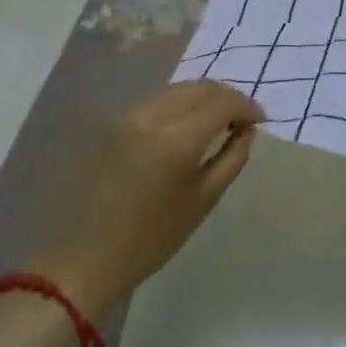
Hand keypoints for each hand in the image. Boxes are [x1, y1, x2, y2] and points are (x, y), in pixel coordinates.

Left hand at [26, 82, 263, 320]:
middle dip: (227, 97)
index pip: (223, 103)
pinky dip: (180, 104)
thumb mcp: (204, 200)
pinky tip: (187, 124)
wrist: (85, 259)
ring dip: (203, 98)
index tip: (260, 122)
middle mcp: (152, 116)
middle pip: (201, 87)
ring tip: (217, 120)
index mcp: (177, 139)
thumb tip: (247, 130)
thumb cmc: (151, 238)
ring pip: (179, 89)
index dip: (247, 107)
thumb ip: (232, 157)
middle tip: (242, 119)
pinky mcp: (114, 122)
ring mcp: (129, 116)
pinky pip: (158, 100)